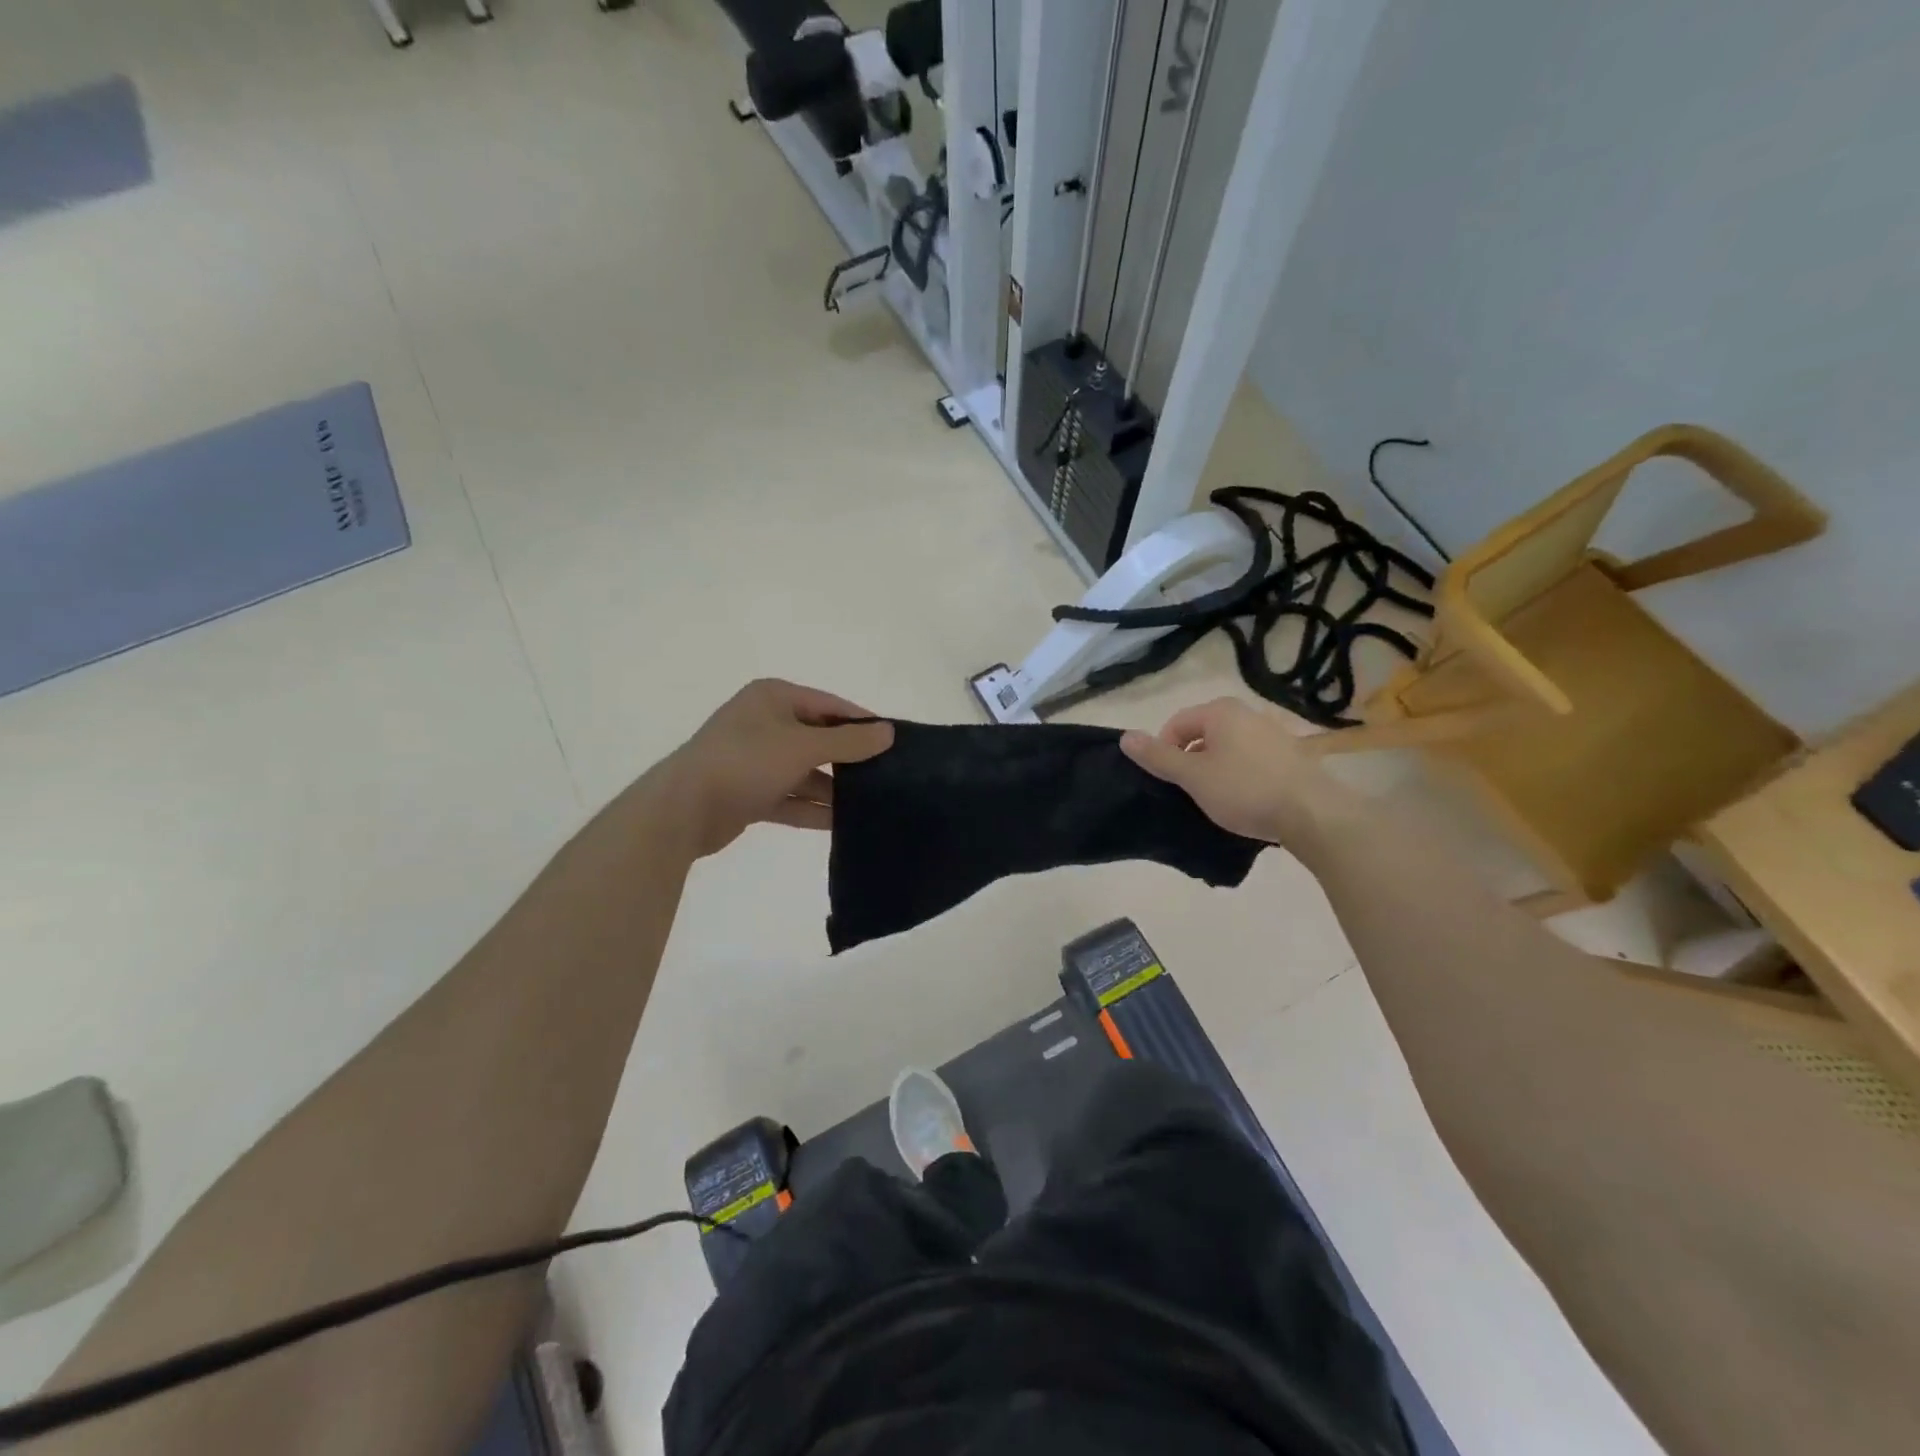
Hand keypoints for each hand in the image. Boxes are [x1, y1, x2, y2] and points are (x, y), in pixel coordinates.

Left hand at [651, 680, 894, 858]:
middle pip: (818, 739)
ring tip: (872, 804)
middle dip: (849, 759)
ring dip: (832, 789)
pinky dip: (812, 809)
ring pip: (805, 772)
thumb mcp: (803, 746)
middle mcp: (764, 724)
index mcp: (774, 698)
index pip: (830, 705)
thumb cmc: (746, 762)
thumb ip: (848, 742)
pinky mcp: (749, 793)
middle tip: (887, 776)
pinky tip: (842, 824)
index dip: (862, 723)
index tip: (894, 743)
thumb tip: (888, 732)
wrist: (682, 809)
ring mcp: (755, 760)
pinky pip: (789, 798)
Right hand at [1120, 697, 1346, 846]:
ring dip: (1215, 770)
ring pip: (1227, 749)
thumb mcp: (1193, 776)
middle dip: (1190, 761)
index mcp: (1221, 711)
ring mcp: (1273, 732)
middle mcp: (1247, 713)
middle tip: (1190, 792)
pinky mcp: (1291, 755)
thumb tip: (1125, 737)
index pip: (1176, 724)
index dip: (1164, 752)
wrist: (1313, 814)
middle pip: (1202, 734)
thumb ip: (1158, 756)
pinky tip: (1245, 800)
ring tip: (1217, 799)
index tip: (1167, 781)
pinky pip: (1251, 760)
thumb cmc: (1245, 790)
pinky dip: (1240, 776)